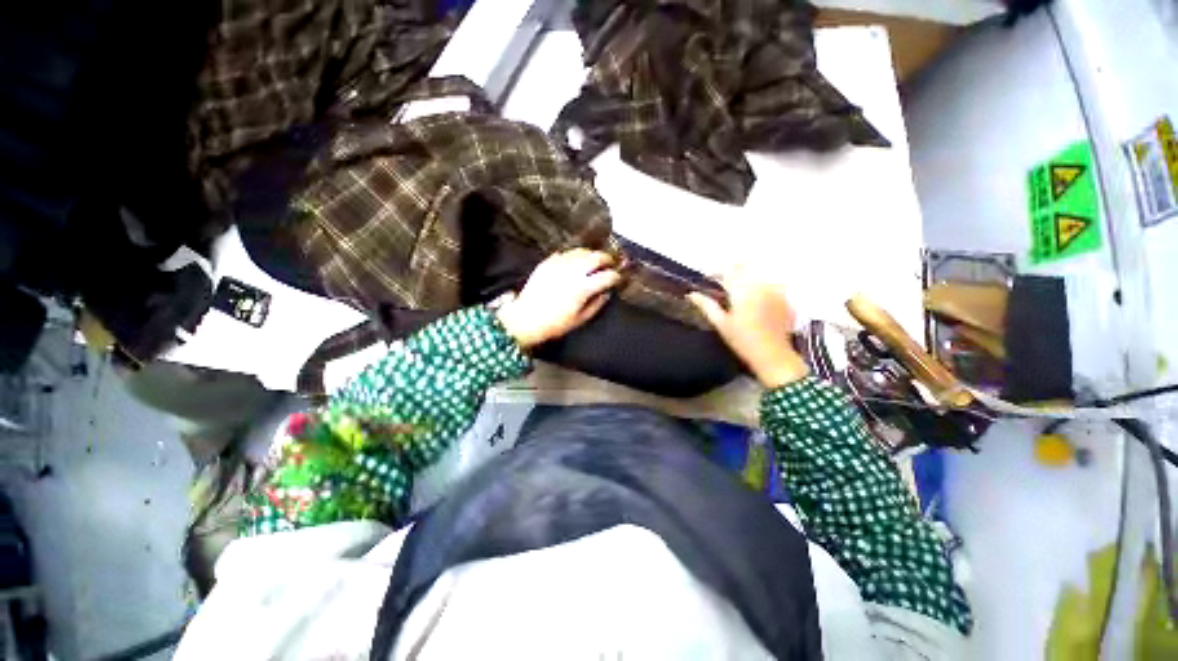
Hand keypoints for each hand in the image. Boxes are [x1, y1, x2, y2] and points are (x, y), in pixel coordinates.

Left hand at [496, 249, 622, 348]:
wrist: (526, 319)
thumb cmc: (555, 324)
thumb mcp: (580, 319)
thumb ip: (597, 304)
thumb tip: (606, 293)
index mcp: (583, 288)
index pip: (607, 276)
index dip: (616, 276)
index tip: (617, 278)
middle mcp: (573, 272)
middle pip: (596, 257)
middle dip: (607, 259)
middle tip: (610, 263)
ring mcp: (559, 264)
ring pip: (581, 251)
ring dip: (591, 255)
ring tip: (594, 262)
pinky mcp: (547, 263)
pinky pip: (565, 253)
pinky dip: (574, 256)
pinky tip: (575, 263)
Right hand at [687, 268, 808, 387]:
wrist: (773, 356)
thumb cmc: (742, 341)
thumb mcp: (721, 324)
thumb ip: (706, 305)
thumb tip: (691, 294)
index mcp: (742, 291)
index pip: (727, 271)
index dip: (716, 271)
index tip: (708, 277)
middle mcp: (760, 285)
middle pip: (743, 268)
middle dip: (731, 270)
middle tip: (721, 281)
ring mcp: (775, 290)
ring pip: (757, 274)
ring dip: (745, 278)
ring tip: (737, 291)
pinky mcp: (784, 298)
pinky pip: (770, 284)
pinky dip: (760, 287)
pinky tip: (755, 300)